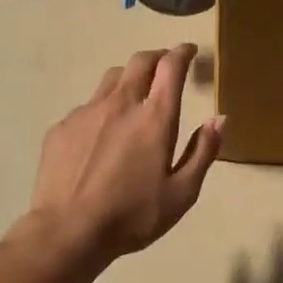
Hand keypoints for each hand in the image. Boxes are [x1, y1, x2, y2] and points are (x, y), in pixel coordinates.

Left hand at [29, 44, 223, 262]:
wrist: (68, 231)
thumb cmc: (132, 216)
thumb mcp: (182, 193)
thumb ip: (203, 151)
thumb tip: (219, 118)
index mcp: (155, 117)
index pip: (171, 66)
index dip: (182, 52)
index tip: (189, 51)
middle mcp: (121, 103)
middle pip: (140, 61)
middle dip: (157, 57)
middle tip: (166, 66)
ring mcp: (87, 112)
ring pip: (112, 78)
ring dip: (130, 77)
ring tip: (135, 94)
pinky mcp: (63, 126)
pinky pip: (88, 106)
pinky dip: (103, 108)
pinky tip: (102, 134)